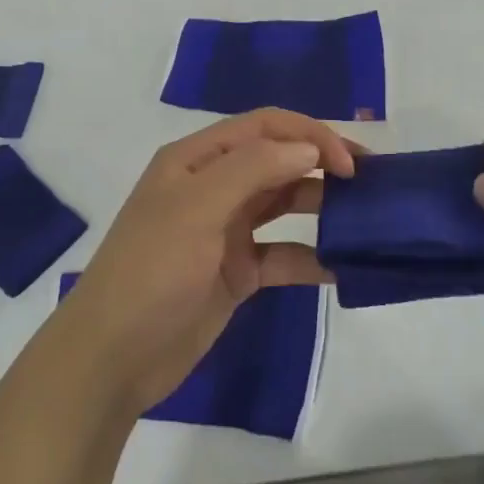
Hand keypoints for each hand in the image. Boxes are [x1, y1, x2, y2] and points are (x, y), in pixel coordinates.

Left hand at [51, 109, 354, 414]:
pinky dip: (311, 257)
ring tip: (364, 218)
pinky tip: (340, 267)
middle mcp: (214, 187)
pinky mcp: (237, 272)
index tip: (348, 163)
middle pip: (278, 161)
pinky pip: (283, 255)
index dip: (309, 135)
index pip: (264, 127)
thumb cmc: (152, 270)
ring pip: (284, 205)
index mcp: (197, 160)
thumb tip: (308, 148)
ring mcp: (226, 231)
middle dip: (322, 164)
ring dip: (321, 206)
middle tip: (370, 182)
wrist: (114, 356)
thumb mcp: (197, 208)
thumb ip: (253, 169)